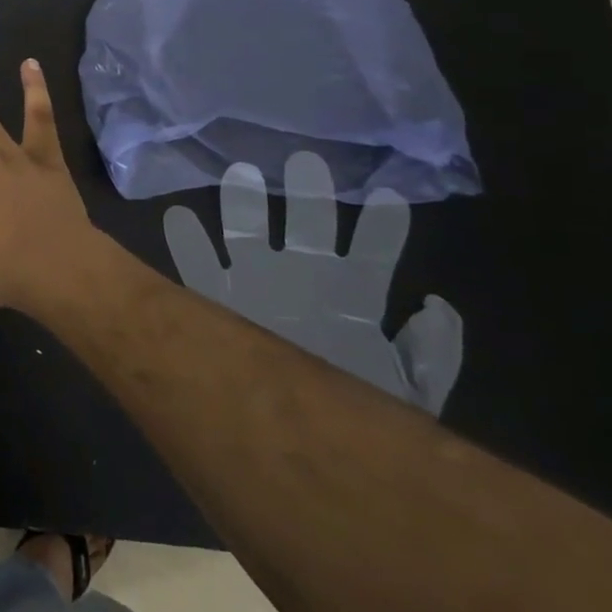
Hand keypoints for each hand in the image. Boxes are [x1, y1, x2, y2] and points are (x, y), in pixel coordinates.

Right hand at [162, 152, 463, 413]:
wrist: (297, 451)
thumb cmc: (356, 411)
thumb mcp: (408, 392)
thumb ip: (428, 353)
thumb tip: (432, 303)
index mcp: (350, 296)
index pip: (371, 252)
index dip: (382, 226)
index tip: (388, 195)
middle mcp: (302, 281)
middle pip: (307, 228)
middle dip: (307, 195)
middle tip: (305, 160)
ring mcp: (255, 286)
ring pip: (248, 234)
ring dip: (244, 206)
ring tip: (239, 175)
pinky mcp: (218, 301)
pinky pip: (197, 267)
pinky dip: (186, 243)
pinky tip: (178, 220)